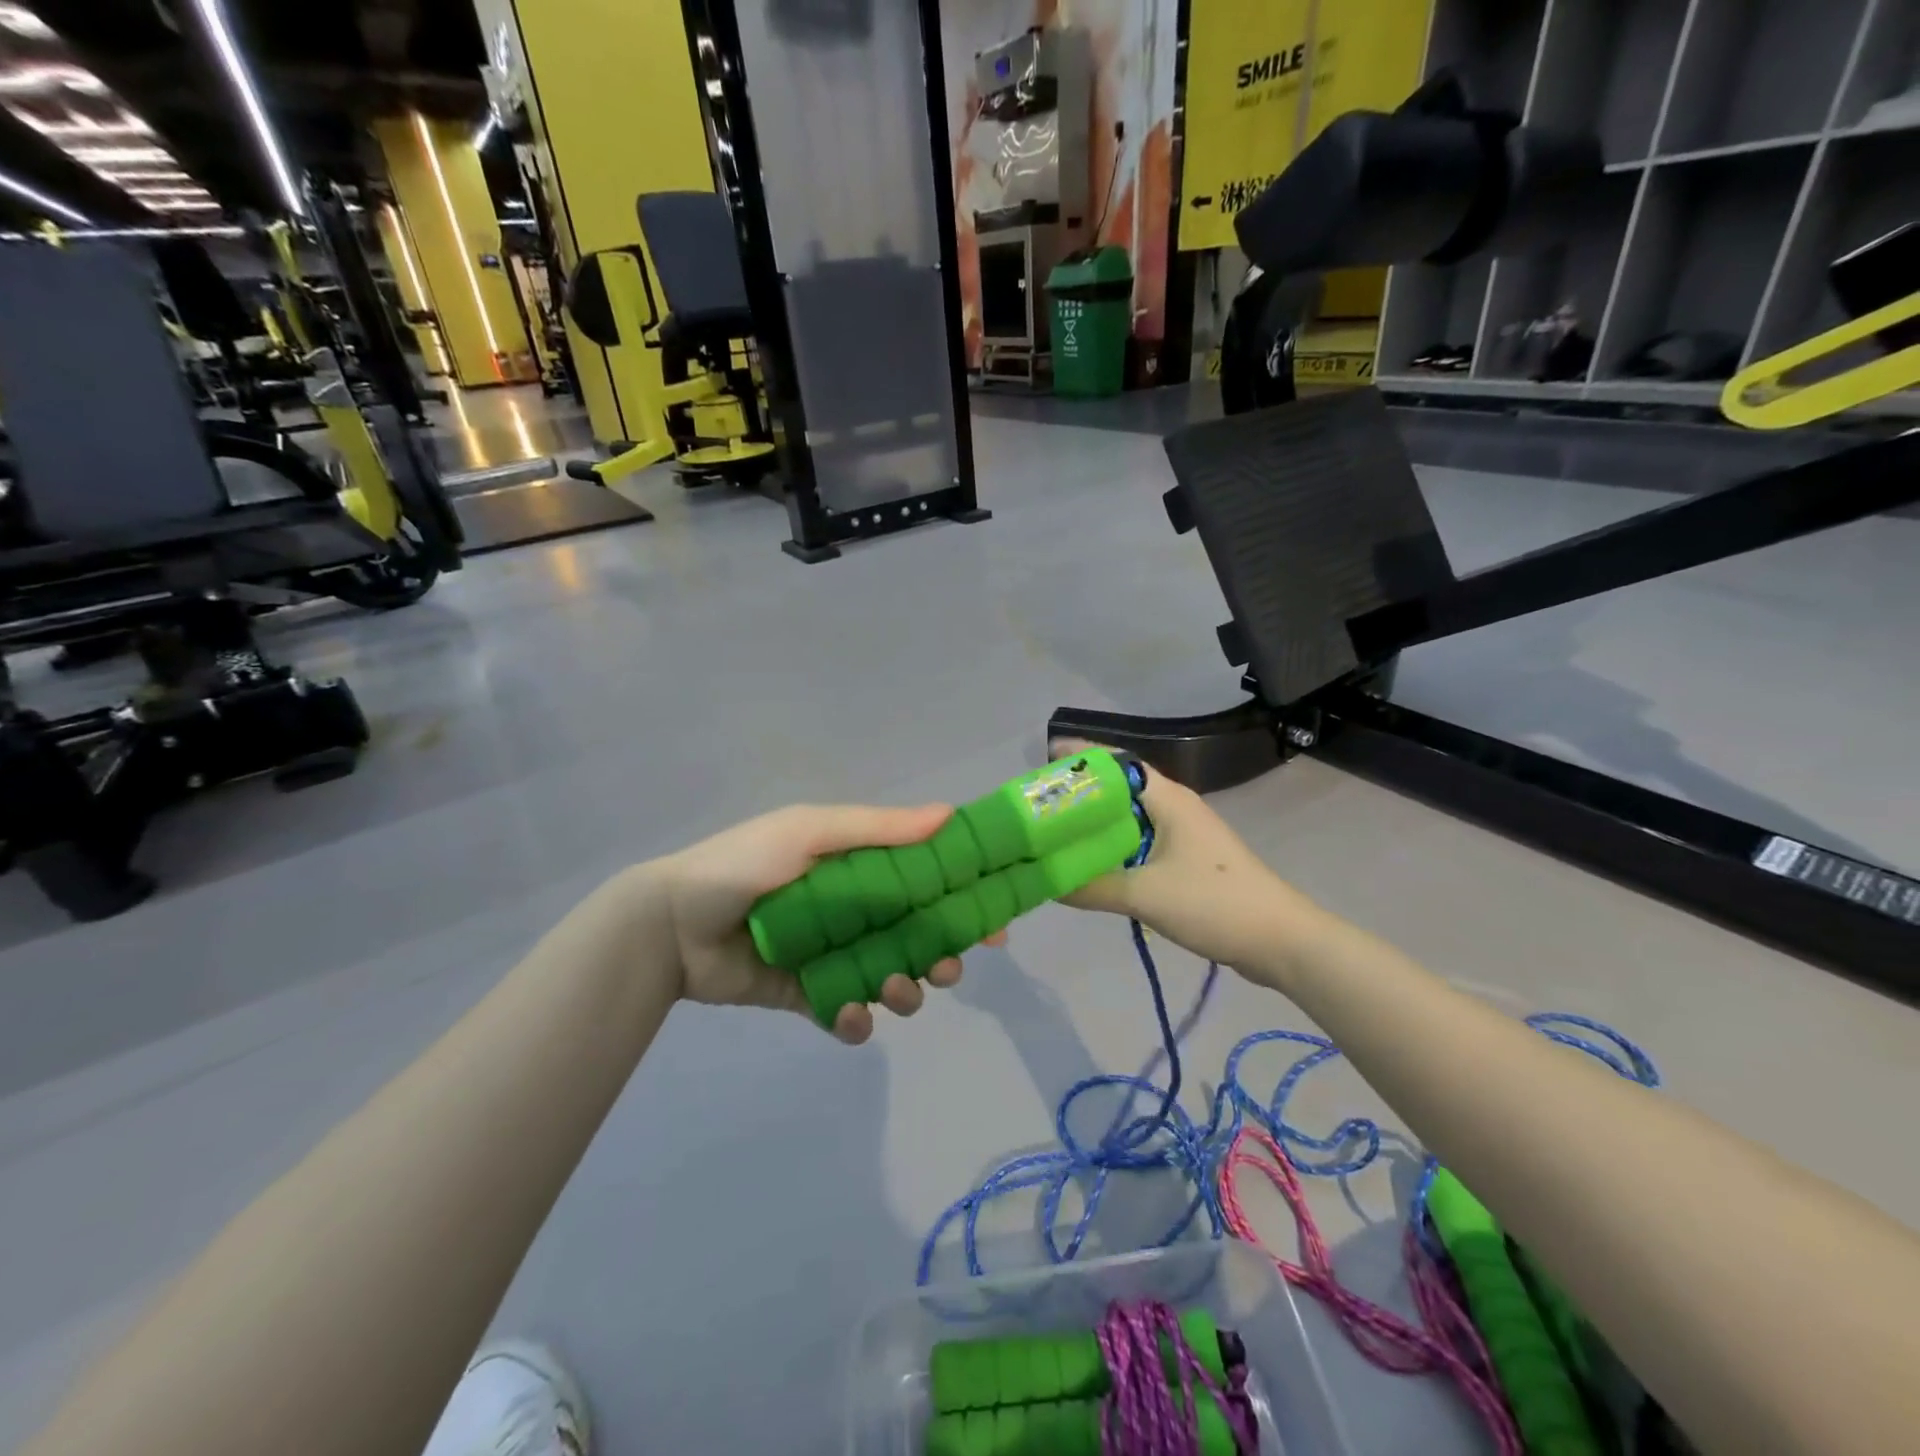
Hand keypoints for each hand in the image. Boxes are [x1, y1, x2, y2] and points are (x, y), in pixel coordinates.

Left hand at [657, 803, 998, 1044]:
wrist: (672, 924)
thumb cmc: (745, 865)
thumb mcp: (812, 832)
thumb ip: (879, 829)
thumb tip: (950, 815)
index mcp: (859, 868)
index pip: (926, 881)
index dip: (964, 900)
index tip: (996, 923)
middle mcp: (854, 910)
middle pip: (918, 936)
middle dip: (943, 955)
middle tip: (947, 969)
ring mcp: (832, 954)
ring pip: (891, 978)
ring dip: (906, 991)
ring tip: (893, 992)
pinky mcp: (808, 994)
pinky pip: (846, 1012)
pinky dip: (855, 1019)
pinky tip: (848, 1015)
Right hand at [1050, 740, 1321, 975]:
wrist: (1281, 941)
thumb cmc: (1214, 903)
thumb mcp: (1146, 895)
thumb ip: (1092, 886)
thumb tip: (1044, 881)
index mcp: (1168, 799)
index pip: (1117, 762)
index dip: (1081, 758)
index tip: (1043, 763)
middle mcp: (1174, 808)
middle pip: (1119, 790)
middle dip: (1080, 795)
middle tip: (1038, 807)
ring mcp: (1183, 835)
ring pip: (1129, 820)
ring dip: (1096, 826)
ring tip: (1055, 835)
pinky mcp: (1187, 862)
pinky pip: (1140, 844)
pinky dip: (1113, 850)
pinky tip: (1091, 867)